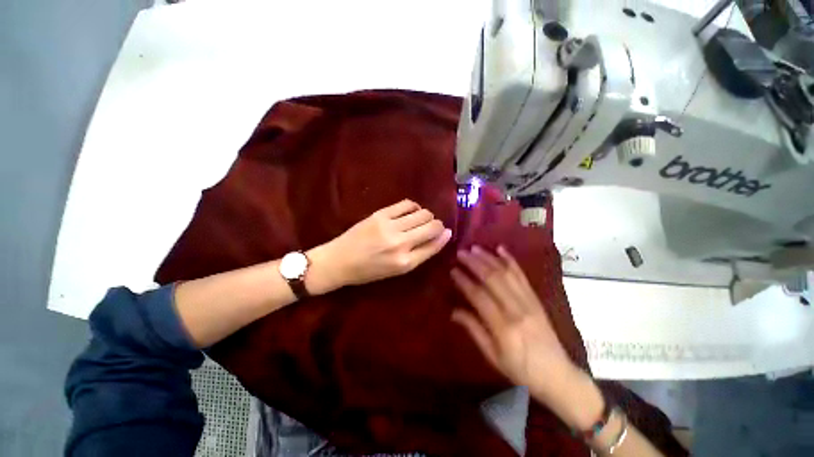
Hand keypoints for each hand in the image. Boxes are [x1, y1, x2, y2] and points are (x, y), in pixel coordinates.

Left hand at [320, 200, 451, 287]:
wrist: (339, 261)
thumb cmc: (369, 271)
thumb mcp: (397, 270)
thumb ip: (420, 254)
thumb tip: (442, 235)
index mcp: (405, 263)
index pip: (434, 245)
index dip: (443, 236)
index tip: (446, 232)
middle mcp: (400, 244)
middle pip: (432, 226)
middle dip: (437, 225)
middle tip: (432, 227)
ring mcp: (390, 227)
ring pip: (422, 213)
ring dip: (427, 215)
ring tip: (420, 220)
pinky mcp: (380, 214)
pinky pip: (407, 204)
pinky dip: (414, 207)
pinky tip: (411, 211)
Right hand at [450, 246, 580, 402]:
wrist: (557, 375)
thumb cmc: (520, 370)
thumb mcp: (492, 356)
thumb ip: (474, 330)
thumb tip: (453, 311)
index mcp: (503, 327)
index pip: (479, 296)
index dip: (464, 281)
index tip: (453, 270)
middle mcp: (516, 309)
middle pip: (492, 279)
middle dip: (475, 263)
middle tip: (461, 253)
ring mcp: (529, 301)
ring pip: (506, 273)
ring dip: (489, 258)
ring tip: (475, 248)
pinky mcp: (536, 299)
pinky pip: (522, 276)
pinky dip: (511, 261)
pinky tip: (501, 249)